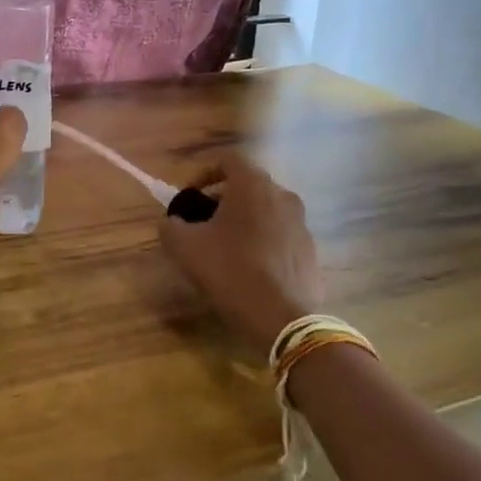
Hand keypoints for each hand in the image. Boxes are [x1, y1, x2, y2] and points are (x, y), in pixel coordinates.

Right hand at [158, 156, 320, 360]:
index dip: (203, 173)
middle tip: (202, 223)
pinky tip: (248, 268)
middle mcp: (282, 195)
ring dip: (243, 221)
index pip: (227, 160)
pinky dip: (262, 241)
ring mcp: (301, 223)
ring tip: (224, 248)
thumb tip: (171, 222)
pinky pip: (279, 235)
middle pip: (247, 185)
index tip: (189, 197)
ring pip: (265, 211)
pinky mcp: (310, 250)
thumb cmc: (230, 271)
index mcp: (253, 185)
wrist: (283, 319)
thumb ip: (170, 226)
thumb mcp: (184, 248)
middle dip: (222, 199)